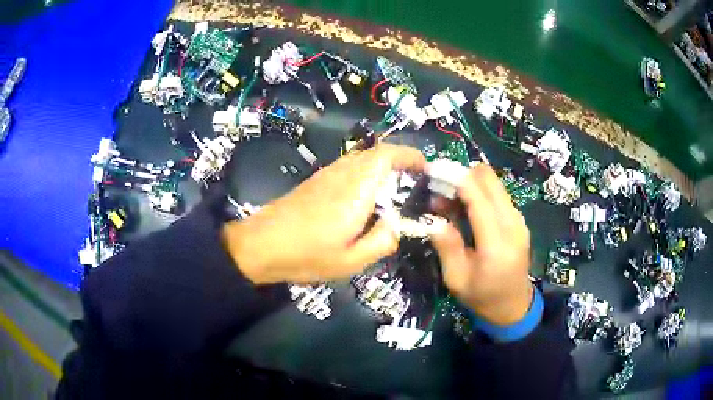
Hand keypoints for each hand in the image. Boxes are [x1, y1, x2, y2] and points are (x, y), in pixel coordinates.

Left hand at [222, 144, 425, 283]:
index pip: (386, 155)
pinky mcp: (317, 180)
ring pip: (362, 158)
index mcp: (356, 190)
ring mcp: (327, 174)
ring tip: (396, 191)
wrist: (260, 244)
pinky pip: (349, 167)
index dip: (410, 155)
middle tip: (416, 183)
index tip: (426, 168)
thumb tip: (398, 225)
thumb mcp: (352, 261)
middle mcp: (343, 173)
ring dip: (383, 167)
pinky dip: (367, 173)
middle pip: (376, 152)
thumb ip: (383, 241)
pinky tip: (367, 198)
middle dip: (401, 161)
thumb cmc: (306, 254)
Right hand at [428, 164, 532, 325]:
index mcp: (496, 244)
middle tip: (439, 190)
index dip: (455, 178)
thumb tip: (433, 218)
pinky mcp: (519, 220)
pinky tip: (465, 211)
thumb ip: (446, 246)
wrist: (513, 306)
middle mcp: (513, 224)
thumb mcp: (456, 279)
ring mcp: (519, 220)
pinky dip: (479, 193)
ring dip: (470, 184)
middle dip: (462, 176)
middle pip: (489, 179)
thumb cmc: (482, 297)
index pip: (477, 197)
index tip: (432, 169)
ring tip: (448, 204)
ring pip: (494, 183)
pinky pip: (498, 194)